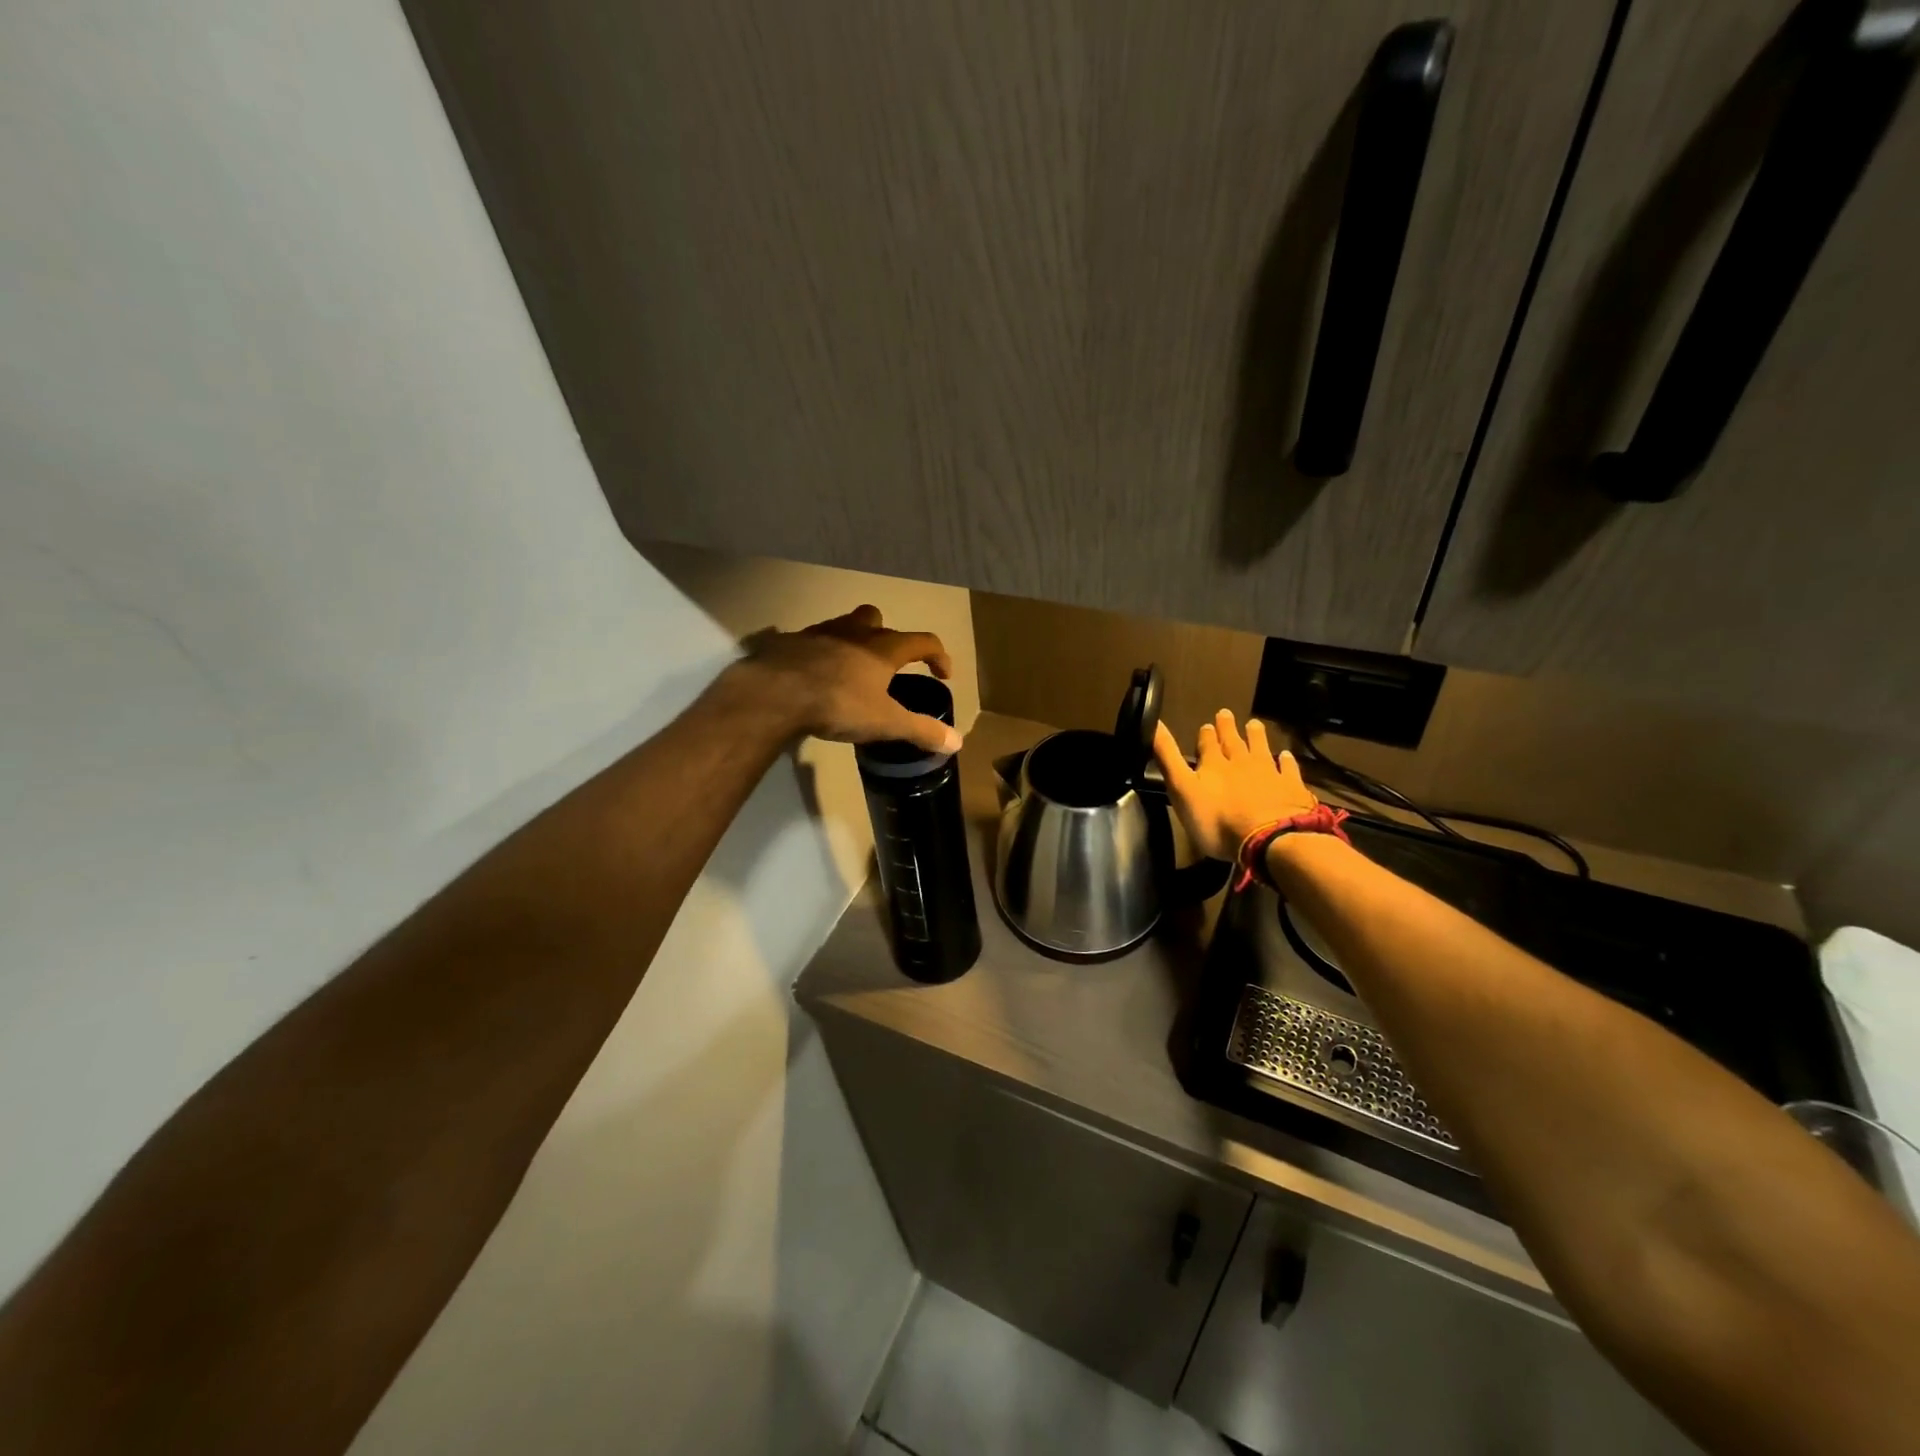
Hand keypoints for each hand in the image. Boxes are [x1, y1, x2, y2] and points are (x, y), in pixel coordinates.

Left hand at [731, 605, 961, 754]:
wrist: (776, 693)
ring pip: (843, 626)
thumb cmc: (839, 704)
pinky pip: (811, 642)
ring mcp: (819, 634)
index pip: (923, 641)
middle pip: (877, 619)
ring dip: (852, 641)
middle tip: (887, 664)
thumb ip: (921, 730)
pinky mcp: (789, 642)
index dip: (939, 656)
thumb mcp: (886, 723)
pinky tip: (814, 675)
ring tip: (850, 669)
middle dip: (887, 637)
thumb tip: (958, 742)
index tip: (943, 674)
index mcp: (883, 648)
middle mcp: (854, 632)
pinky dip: (819, 654)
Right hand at [1153, 710, 1316, 860]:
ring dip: (1256, 736)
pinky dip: (1286, 761)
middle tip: (1226, 713)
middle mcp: (1241, 763)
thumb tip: (1153, 723)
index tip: (1206, 725)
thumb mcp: (1182, 789)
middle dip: (1228, 728)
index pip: (1207, 744)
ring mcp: (1269, 774)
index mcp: (1214, 765)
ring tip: (1254, 723)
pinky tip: (1287, 756)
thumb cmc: (1217, 820)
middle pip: (1234, 742)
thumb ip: (1168, 758)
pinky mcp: (1291, 788)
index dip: (1205, 735)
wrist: (1268, 838)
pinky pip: (1289, 770)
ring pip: (1261, 749)